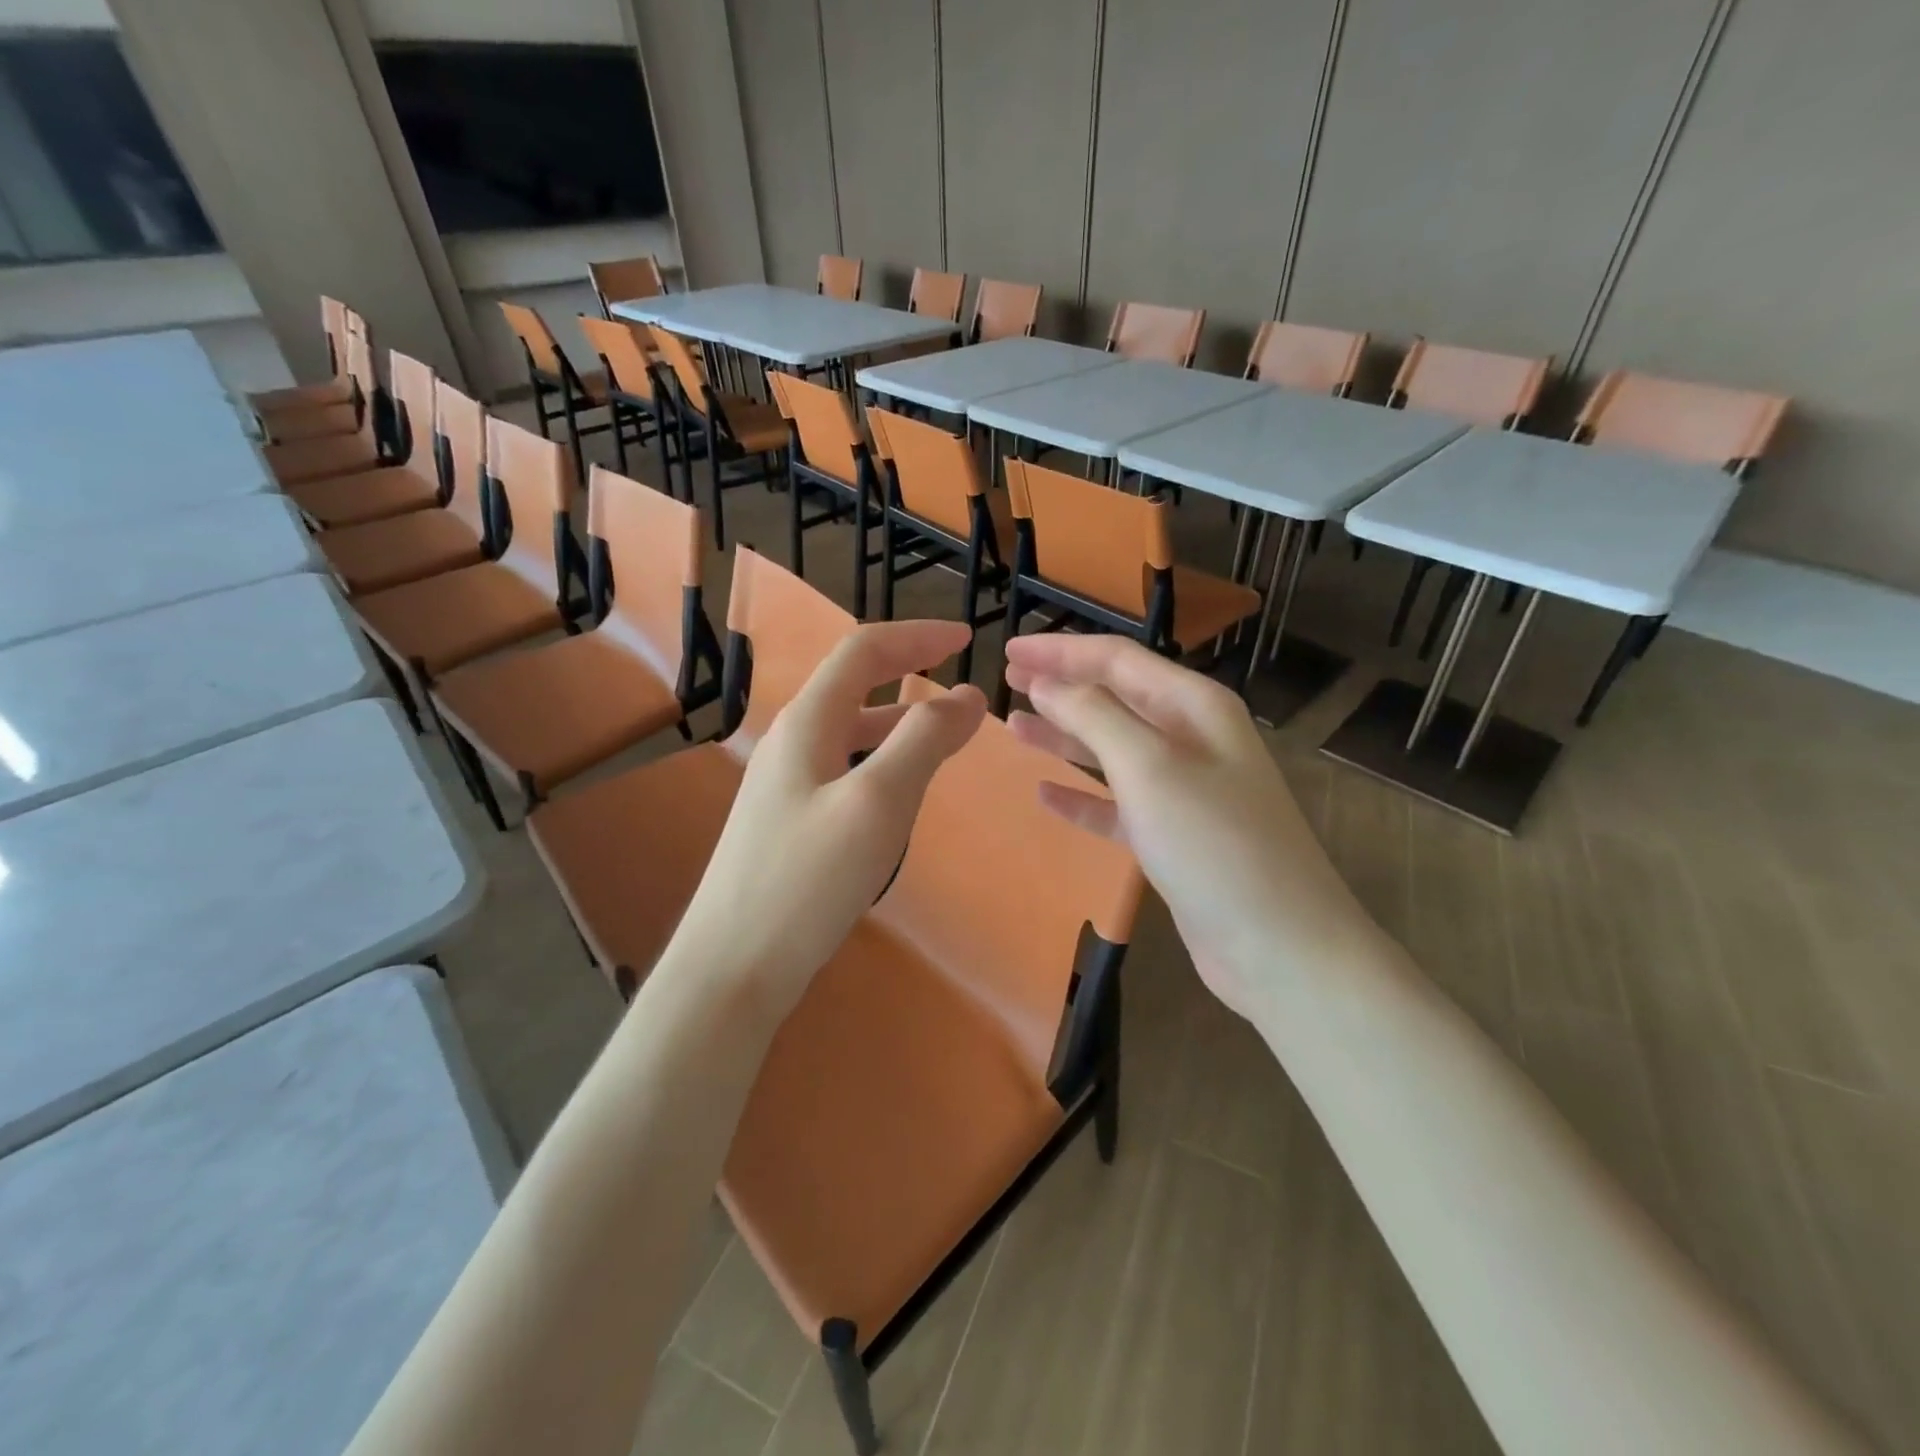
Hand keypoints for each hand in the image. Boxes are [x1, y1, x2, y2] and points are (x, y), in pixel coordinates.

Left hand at [666, 621, 986, 1020]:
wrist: (732, 966)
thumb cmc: (807, 879)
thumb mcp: (878, 803)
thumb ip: (924, 741)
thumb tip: (968, 695)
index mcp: (808, 722)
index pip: (863, 651)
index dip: (916, 636)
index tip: (967, 639)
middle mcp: (791, 741)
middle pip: (854, 685)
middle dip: (909, 673)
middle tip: (962, 689)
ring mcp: (784, 783)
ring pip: (850, 731)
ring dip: (898, 720)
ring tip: (944, 736)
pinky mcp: (788, 821)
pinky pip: (844, 769)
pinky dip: (881, 761)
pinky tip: (899, 793)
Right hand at [1004, 635, 1365, 1020]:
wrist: (1280, 947)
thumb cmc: (1214, 844)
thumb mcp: (1149, 768)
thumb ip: (1094, 716)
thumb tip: (1047, 682)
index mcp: (1193, 706)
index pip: (1116, 659)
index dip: (1060, 650)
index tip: (1008, 649)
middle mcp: (1191, 738)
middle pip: (1114, 698)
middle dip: (1061, 686)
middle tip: (1007, 680)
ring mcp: (1183, 789)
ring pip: (1111, 749)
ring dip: (1065, 736)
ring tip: (1014, 728)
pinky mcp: (1173, 835)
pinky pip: (1117, 804)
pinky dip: (1082, 796)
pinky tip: (1045, 795)